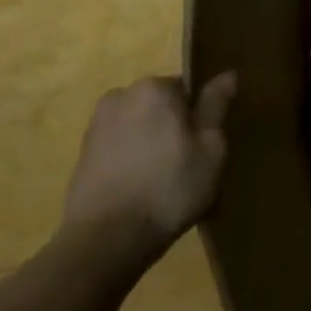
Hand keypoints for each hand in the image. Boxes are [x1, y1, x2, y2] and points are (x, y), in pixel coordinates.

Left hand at [61, 72, 237, 244]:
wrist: (107, 237)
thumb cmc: (170, 188)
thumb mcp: (210, 148)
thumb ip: (216, 106)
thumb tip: (228, 73)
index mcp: (155, 88)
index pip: (188, 89)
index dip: (200, 118)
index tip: (204, 146)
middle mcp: (121, 95)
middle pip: (161, 105)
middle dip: (173, 128)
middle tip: (187, 165)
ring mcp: (97, 124)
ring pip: (139, 126)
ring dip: (151, 143)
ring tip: (162, 181)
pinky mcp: (83, 152)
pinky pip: (120, 145)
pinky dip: (131, 159)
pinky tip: (140, 188)